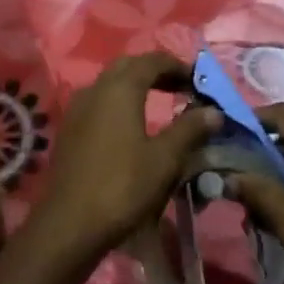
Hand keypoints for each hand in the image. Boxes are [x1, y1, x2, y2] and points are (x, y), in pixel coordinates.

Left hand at [29, 52, 220, 266]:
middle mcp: (95, 88)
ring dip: (136, 86)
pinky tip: (132, 125)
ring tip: (161, 104)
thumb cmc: (123, 186)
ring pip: (111, 83)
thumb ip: (189, 129)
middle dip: (156, 71)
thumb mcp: (165, 159)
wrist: (70, 222)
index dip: (177, 65)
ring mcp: (78, 107)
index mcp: (120, 88)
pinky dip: (120, 102)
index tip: (199, 81)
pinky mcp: (70, 128)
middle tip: (182, 88)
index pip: (152, 60)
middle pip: (129, 66)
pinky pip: (99, 101)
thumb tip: (214, 110)